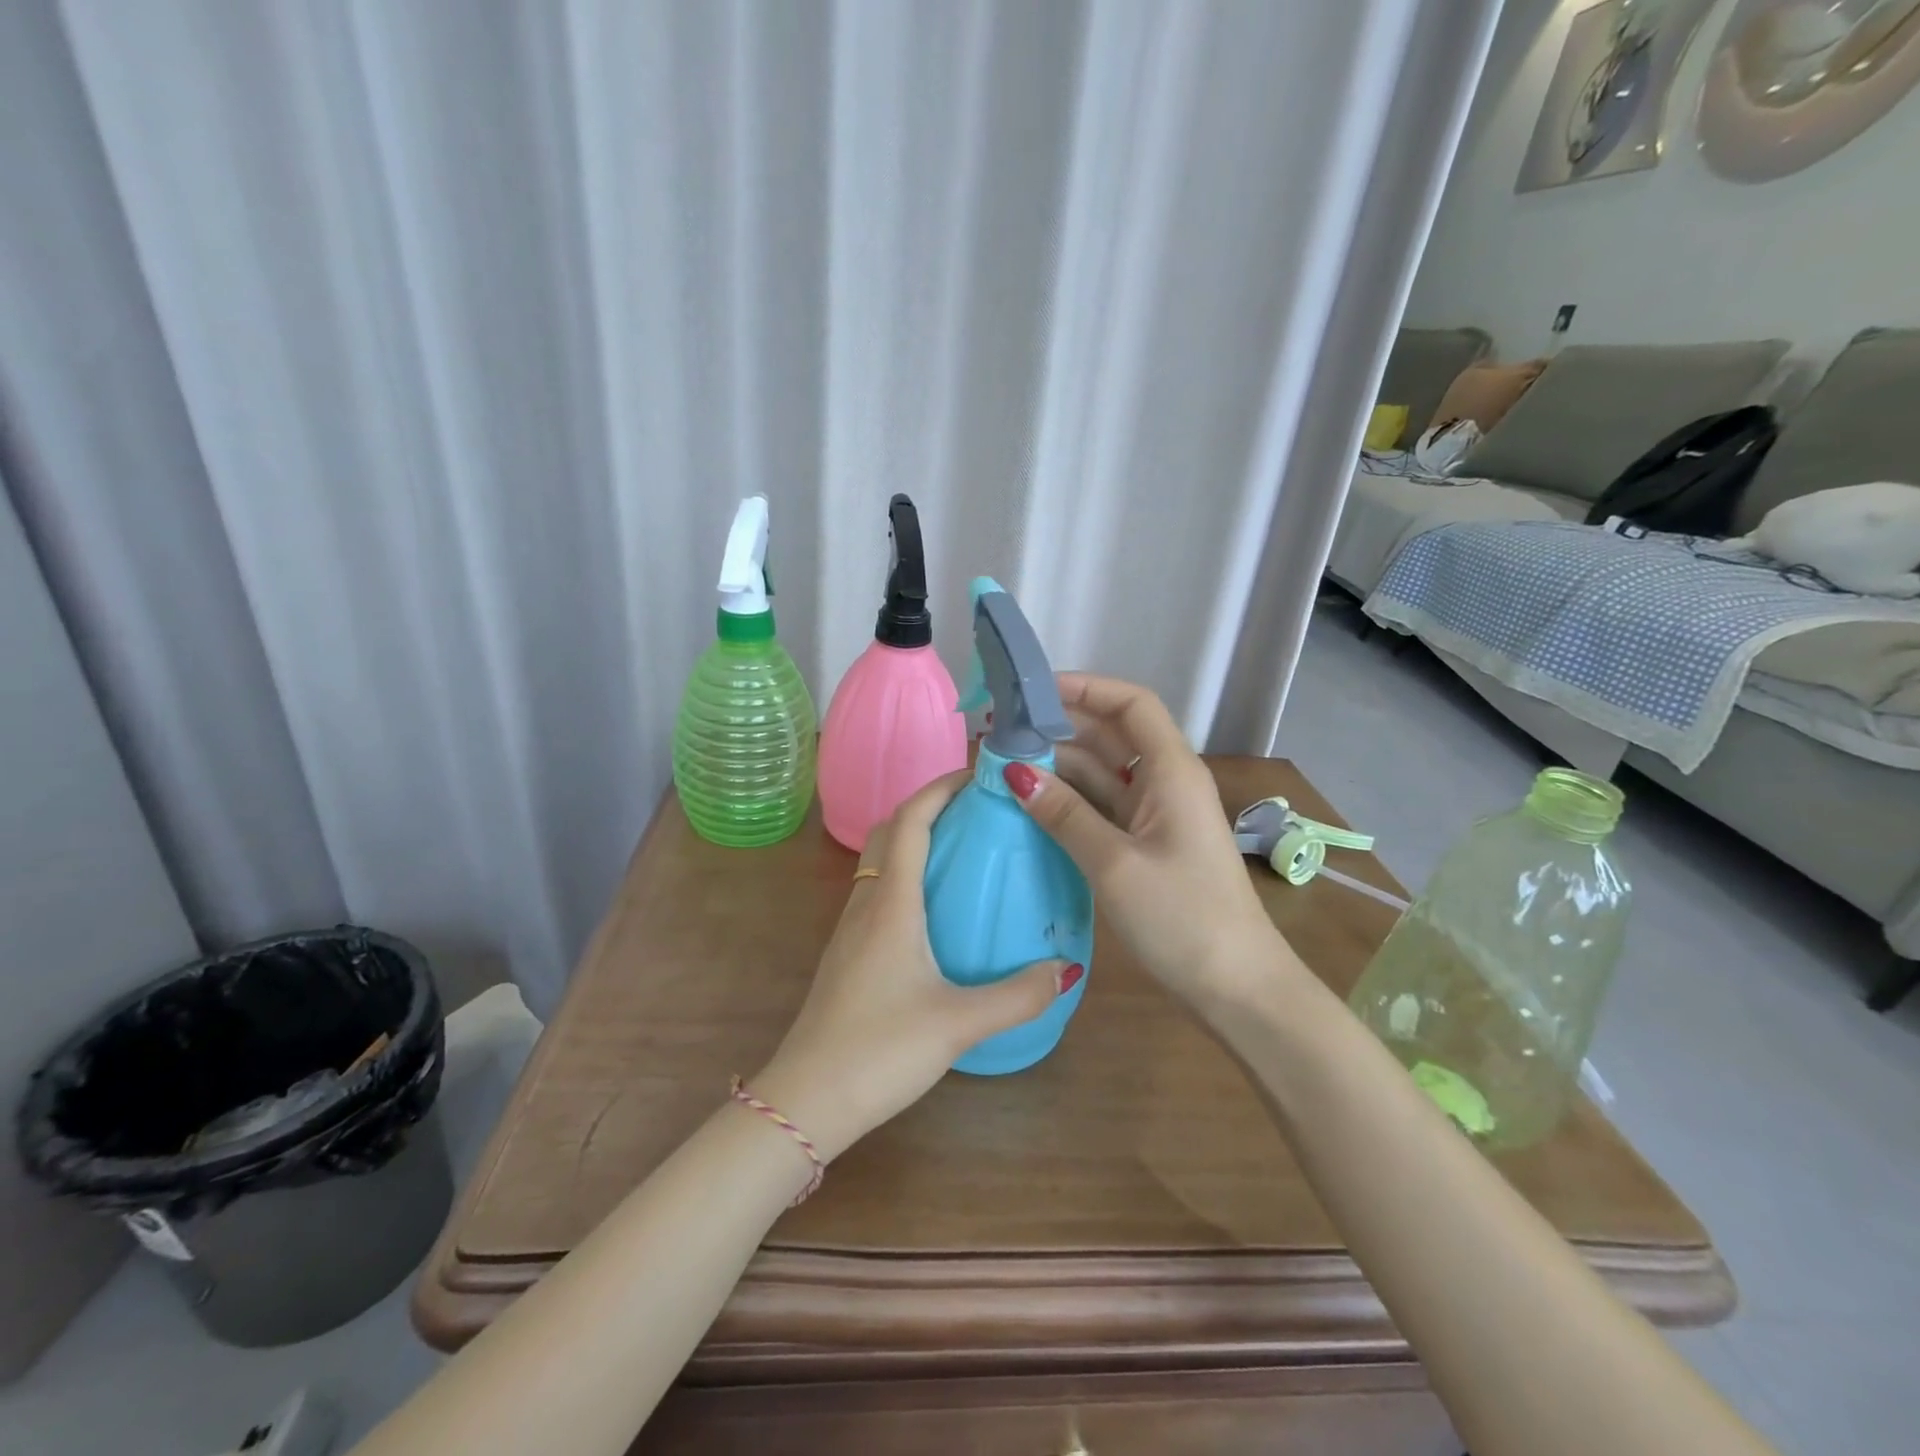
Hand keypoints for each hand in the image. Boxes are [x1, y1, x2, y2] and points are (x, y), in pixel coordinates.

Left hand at [751, 772, 1074, 1162]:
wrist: (807, 1098)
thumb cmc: (879, 1050)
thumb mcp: (958, 1023)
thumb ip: (1017, 996)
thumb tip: (1067, 968)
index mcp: (891, 904)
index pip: (911, 821)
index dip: (940, 788)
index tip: (978, 774)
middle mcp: (867, 904)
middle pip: (891, 831)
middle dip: (929, 805)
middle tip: (976, 808)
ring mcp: (851, 928)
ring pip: (880, 861)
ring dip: (915, 839)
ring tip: (963, 849)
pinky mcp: (848, 952)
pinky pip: (878, 891)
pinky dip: (907, 874)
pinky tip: (937, 907)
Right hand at [1003, 672, 1285, 1008]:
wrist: (1238, 989)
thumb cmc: (1182, 918)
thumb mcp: (1114, 863)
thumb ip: (1064, 814)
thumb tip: (1015, 773)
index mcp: (1172, 771)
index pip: (1131, 704)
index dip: (1085, 688)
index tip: (1033, 692)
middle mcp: (1166, 783)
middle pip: (1112, 735)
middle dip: (1060, 728)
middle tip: (1002, 733)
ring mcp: (1157, 815)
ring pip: (1103, 773)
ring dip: (1059, 767)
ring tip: (1003, 767)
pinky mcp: (1148, 844)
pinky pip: (1104, 807)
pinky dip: (1070, 802)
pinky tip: (1031, 806)